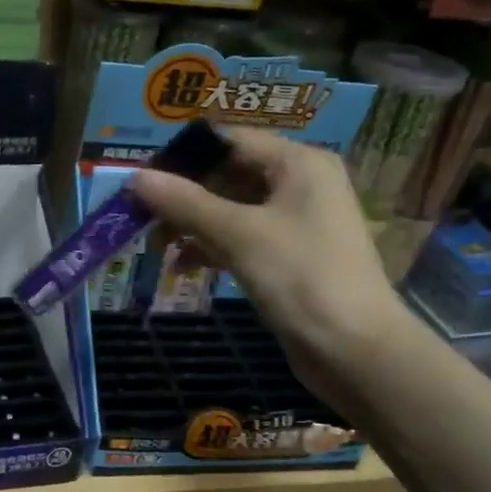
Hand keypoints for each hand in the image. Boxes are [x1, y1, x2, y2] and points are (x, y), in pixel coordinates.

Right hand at [130, 126, 411, 397]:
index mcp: (299, 164)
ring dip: (194, 224)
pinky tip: (182, 266)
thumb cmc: (301, 278)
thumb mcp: (238, 234)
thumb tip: (135, 177)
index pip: (230, 141)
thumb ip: (185, 203)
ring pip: (232, 210)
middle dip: (185, 195)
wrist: (354, 349)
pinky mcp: (288, 257)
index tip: (142, 179)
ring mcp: (295, 223)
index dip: (184, 157)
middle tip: (142, 216)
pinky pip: (241, 239)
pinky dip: (212, 247)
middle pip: (229, 174)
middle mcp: (300, 184)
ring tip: (157, 244)